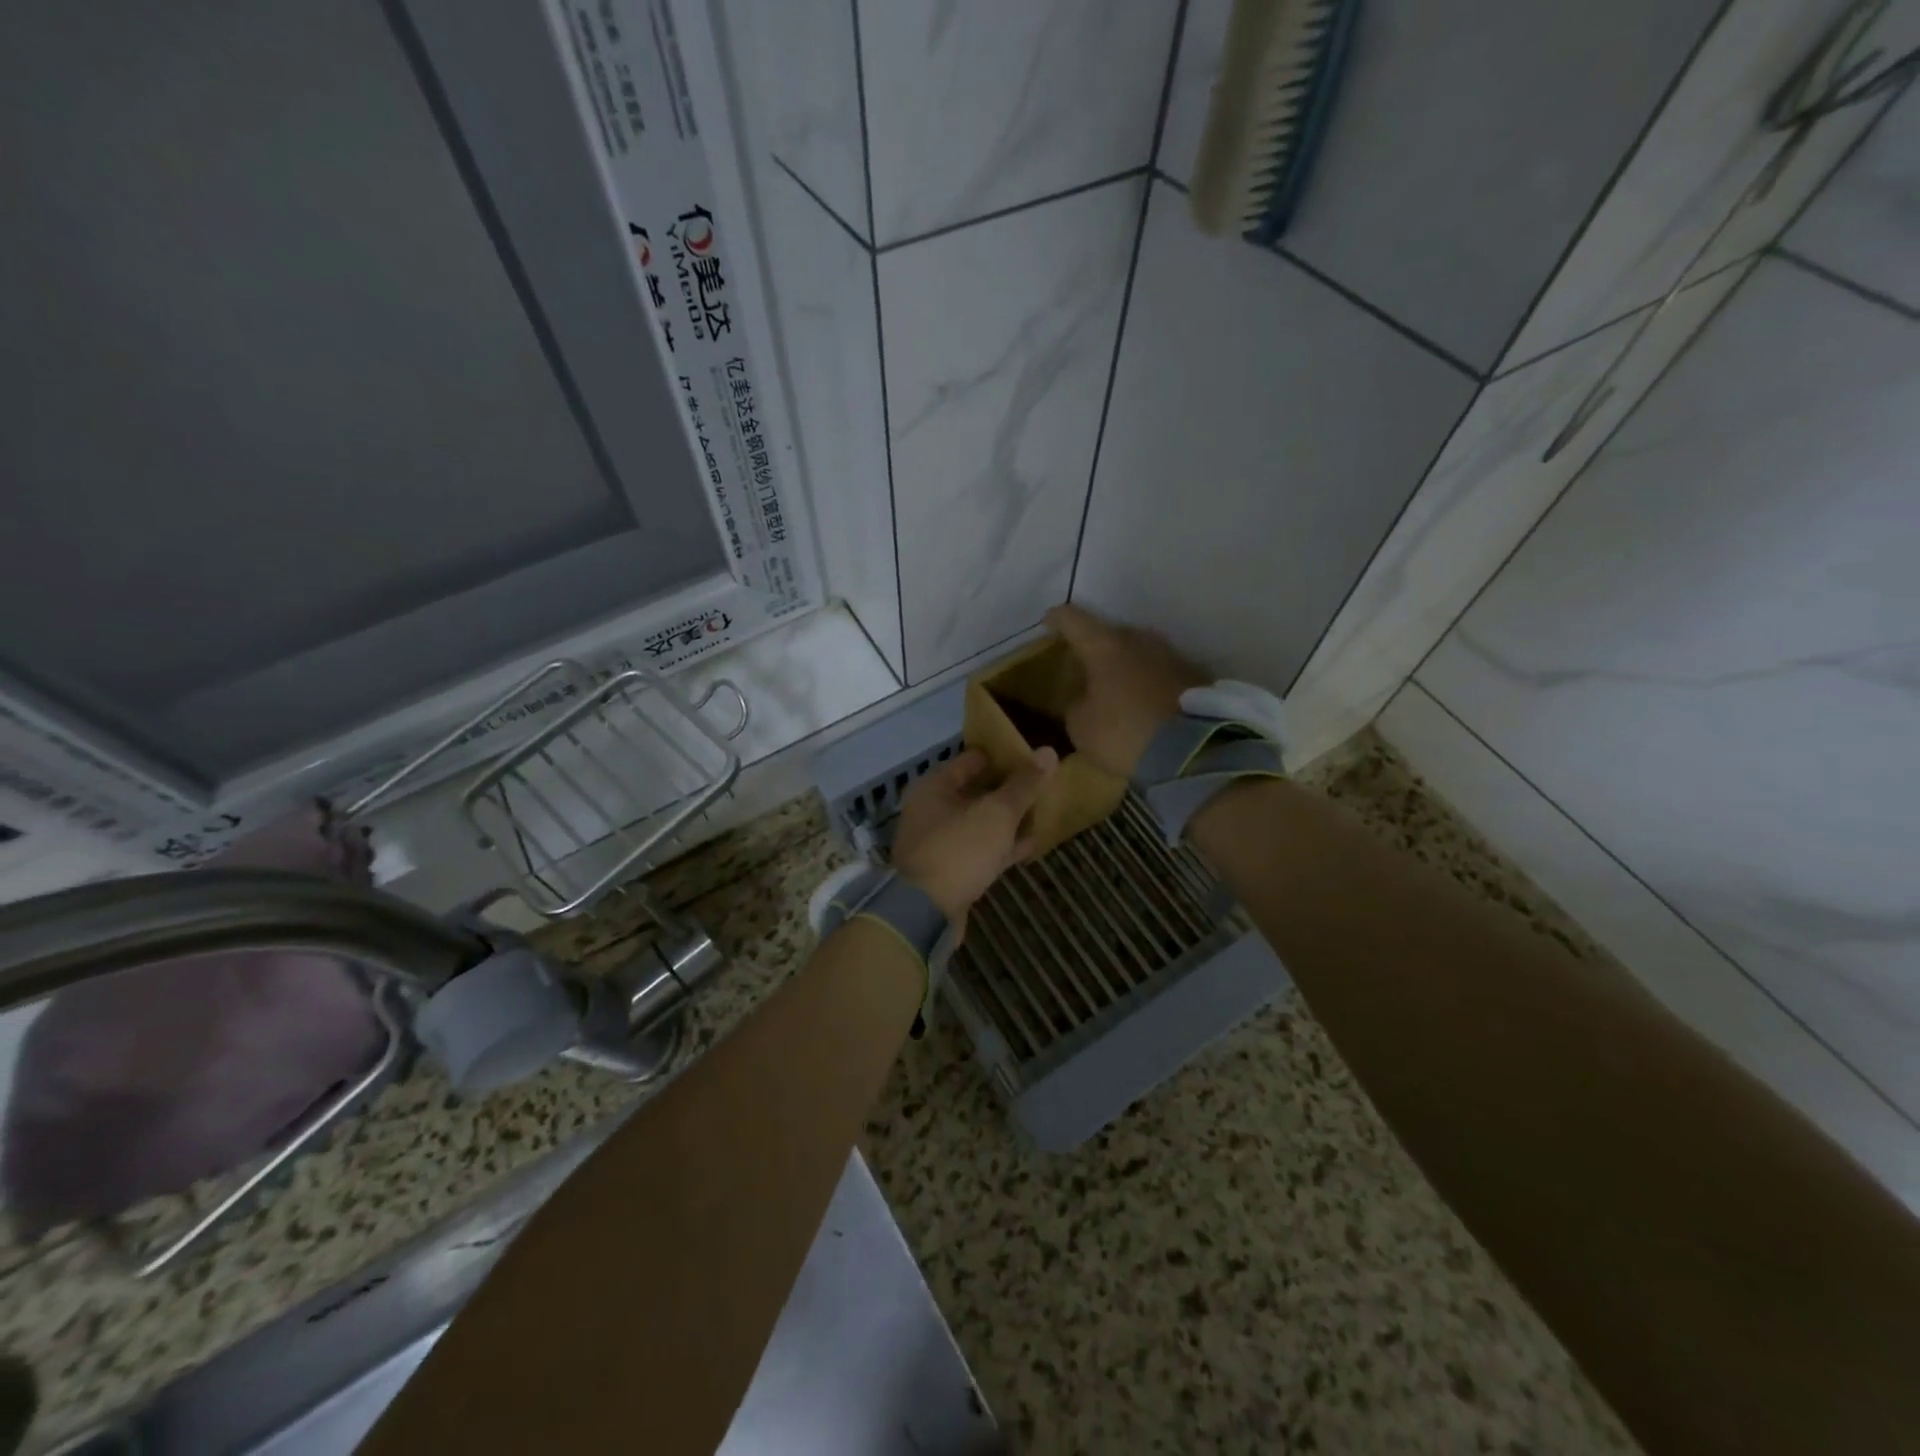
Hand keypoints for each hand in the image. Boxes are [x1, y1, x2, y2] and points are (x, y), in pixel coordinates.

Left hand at [890, 747, 1057, 920]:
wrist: (923, 912)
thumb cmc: (958, 849)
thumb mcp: (997, 813)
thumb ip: (1023, 784)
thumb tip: (1048, 751)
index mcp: (935, 787)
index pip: (972, 759)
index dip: (1002, 756)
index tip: (1032, 756)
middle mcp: (932, 810)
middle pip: (975, 791)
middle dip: (1007, 789)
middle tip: (1042, 784)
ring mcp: (939, 842)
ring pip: (979, 822)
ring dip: (1007, 819)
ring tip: (1043, 811)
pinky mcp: (949, 870)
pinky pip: (980, 849)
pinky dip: (1002, 845)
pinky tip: (1031, 844)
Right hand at [1045, 604, 1206, 776]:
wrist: (1193, 752)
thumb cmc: (1124, 733)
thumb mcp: (1081, 727)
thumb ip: (1077, 706)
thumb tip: (1086, 700)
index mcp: (1105, 646)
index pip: (1073, 620)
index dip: (1057, 620)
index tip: (1048, 622)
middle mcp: (1140, 640)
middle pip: (1111, 634)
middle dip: (1096, 647)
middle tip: (1085, 665)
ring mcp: (1171, 655)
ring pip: (1139, 652)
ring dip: (1126, 665)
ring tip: (1116, 685)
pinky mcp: (1195, 675)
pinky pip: (1161, 672)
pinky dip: (1148, 682)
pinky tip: (1144, 702)